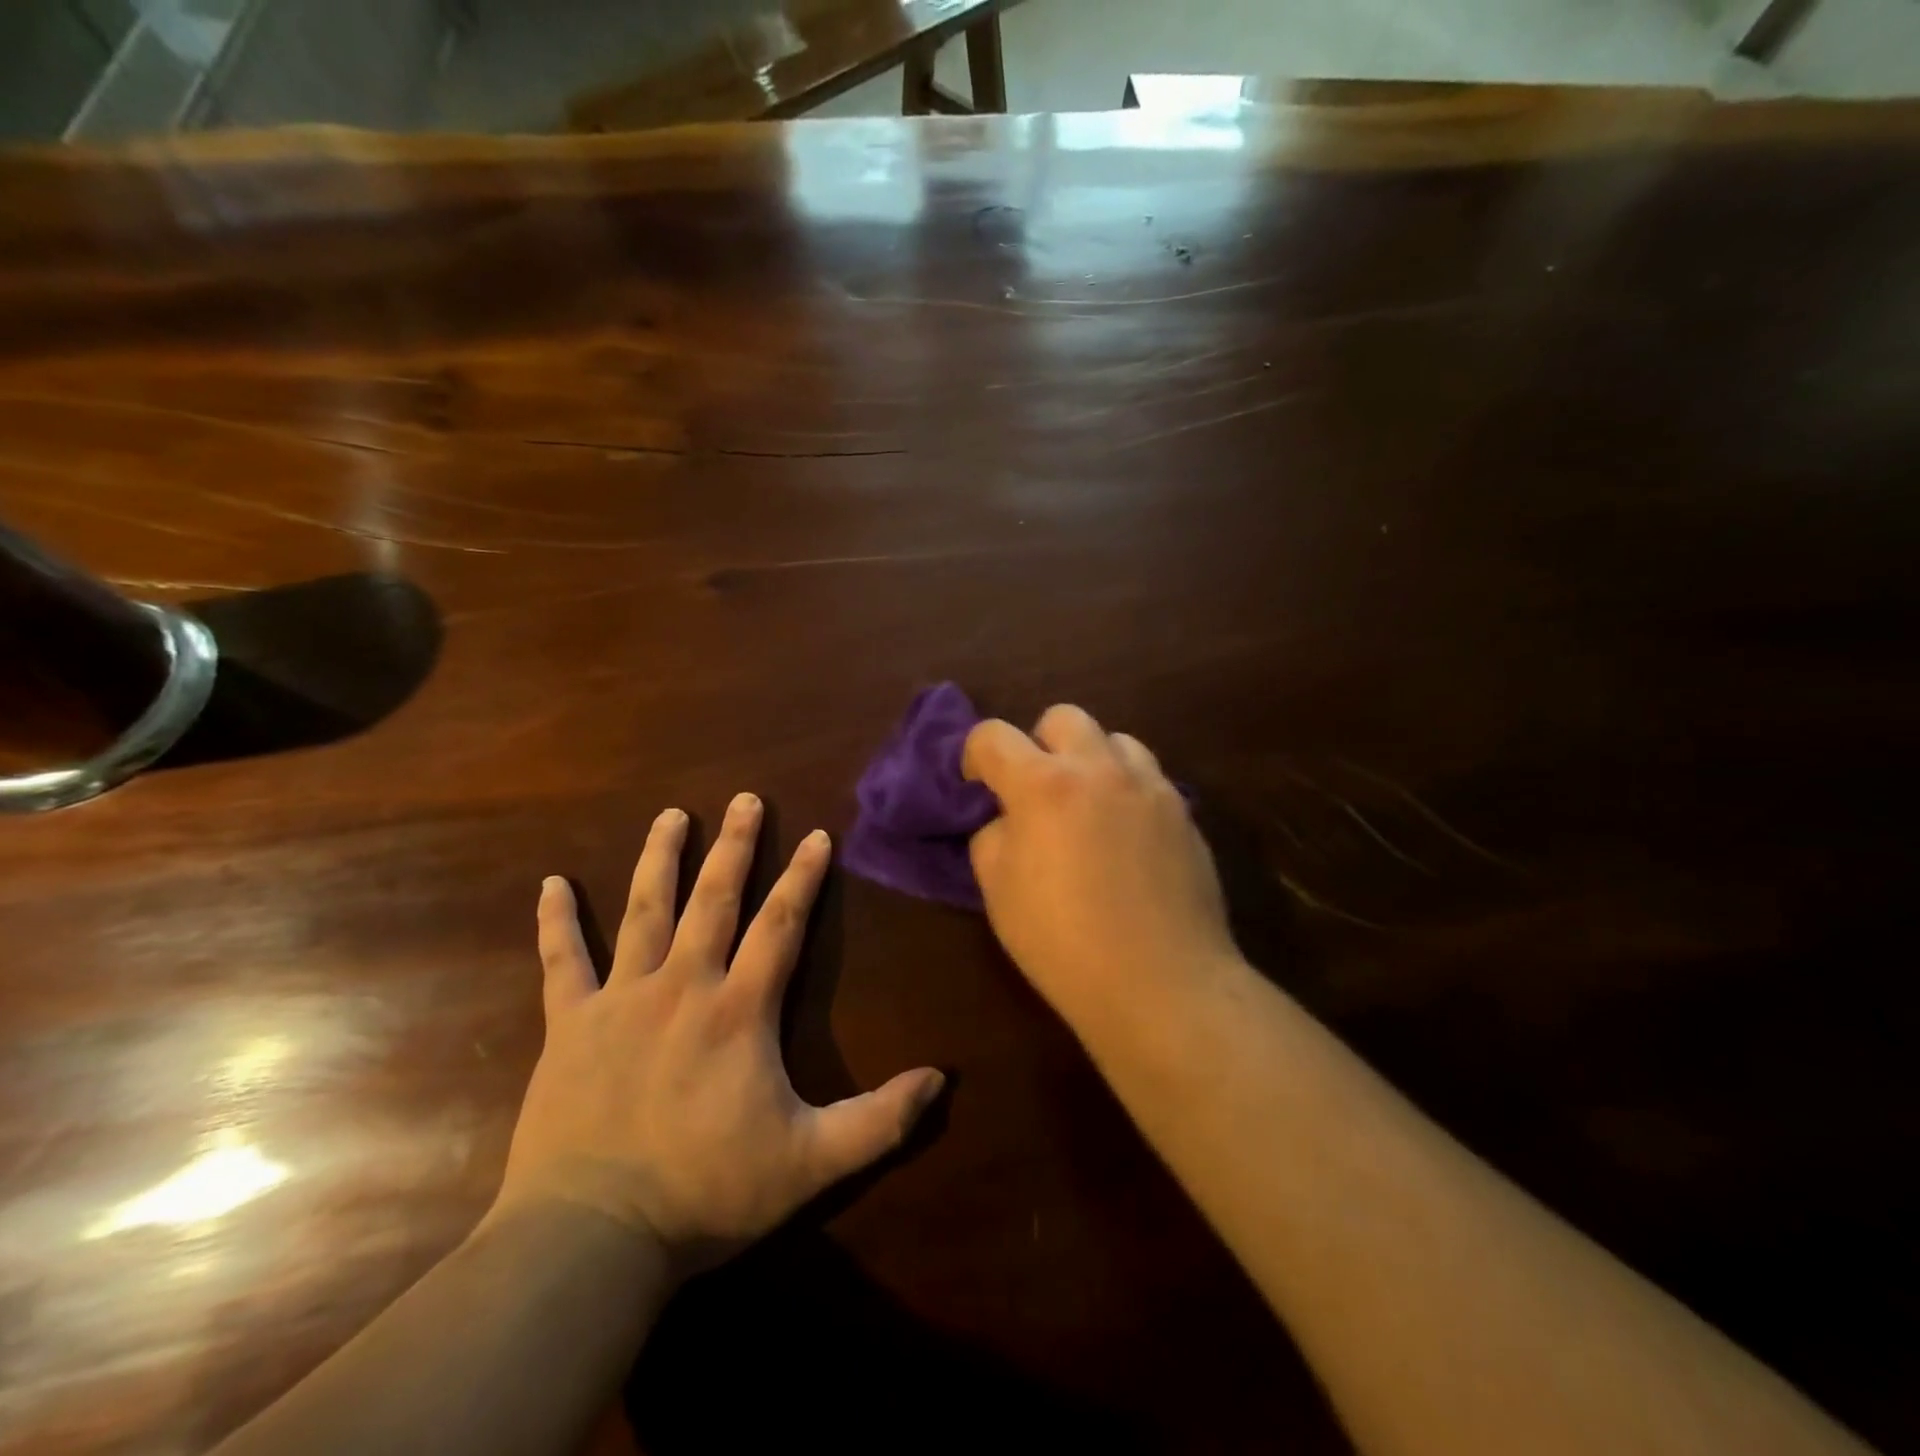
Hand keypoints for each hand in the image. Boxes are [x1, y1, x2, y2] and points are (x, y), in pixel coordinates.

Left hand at [493, 793, 944, 1274]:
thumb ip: (879, 1121)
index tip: (818, 835)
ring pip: (644, 911)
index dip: (803, 877)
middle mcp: (683, 986)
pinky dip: (556, 922)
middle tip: (745, 798)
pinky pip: (561, 962)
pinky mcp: (570, 1025)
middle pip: (715, 898)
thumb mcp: (810, 1164)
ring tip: (671, 815)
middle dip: (735, 845)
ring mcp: (621, 1000)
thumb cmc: (707, 1195)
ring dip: (660, 859)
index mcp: (739, 1010)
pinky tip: (550, 884)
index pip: (781, 925)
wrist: (590, 1240)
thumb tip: (941, 1079)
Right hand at [963, 706, 1239, 1019]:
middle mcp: (1098, 768)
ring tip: (1087, 806)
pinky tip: (1125, 835)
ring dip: (1091, 760)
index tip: (978, 786)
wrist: (1160, 982)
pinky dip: (1126, 789)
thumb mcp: (998, 892)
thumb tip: (1007, 819)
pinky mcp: (1182, 811)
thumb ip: (993, 836)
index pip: (993, 735)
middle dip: (1039, 744)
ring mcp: (1148, 785)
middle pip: (1062, 717)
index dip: (975, 756)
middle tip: (1037, 790)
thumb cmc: (1063, 943)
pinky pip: (1147, 777)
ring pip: (1114, 739)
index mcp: (1042, 784)